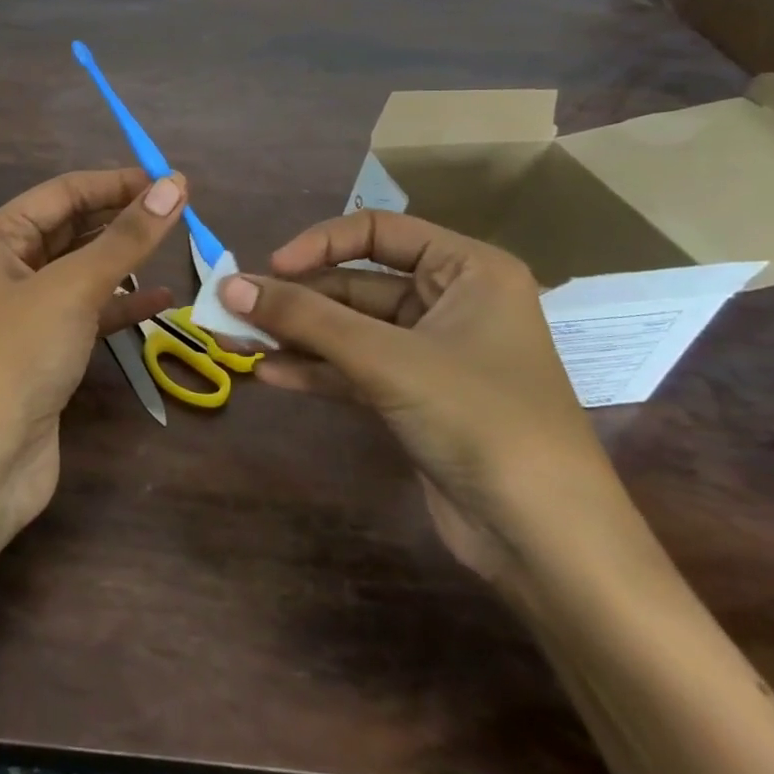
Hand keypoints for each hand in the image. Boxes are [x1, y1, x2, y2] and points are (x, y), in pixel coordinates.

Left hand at [0, 169, 187, 532]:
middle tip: (181, 209)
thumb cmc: (17, 357)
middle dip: (122, 217)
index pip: (62, 192)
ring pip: (83, 269)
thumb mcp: (72, 289)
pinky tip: (164, 300)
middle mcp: (6, 266)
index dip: (116, 182)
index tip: (171, 180)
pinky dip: (123, 304)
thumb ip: (125, 239)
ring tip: (177, 243)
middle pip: (72, 227)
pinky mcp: (46, 348)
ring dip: (126, 259)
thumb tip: (174, 186)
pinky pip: (89, 311)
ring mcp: (26, 310)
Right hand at [220, 211, 627, 585]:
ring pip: (349, 330)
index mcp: (467, 270)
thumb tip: (227, 285)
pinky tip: (269, 375)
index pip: (378, 231)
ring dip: (296, 335)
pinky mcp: (415, 398)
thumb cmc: (479, 419)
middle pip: (355, 285)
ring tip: (236, 341)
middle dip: (295, 299)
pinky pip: (354, 369)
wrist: (546, 542)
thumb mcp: (386, 359)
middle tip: (233, 311)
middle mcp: (451, 302)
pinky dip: (314, 369)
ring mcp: (432, 354)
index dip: (319, 244)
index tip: (271, 268)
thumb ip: (304, 318)